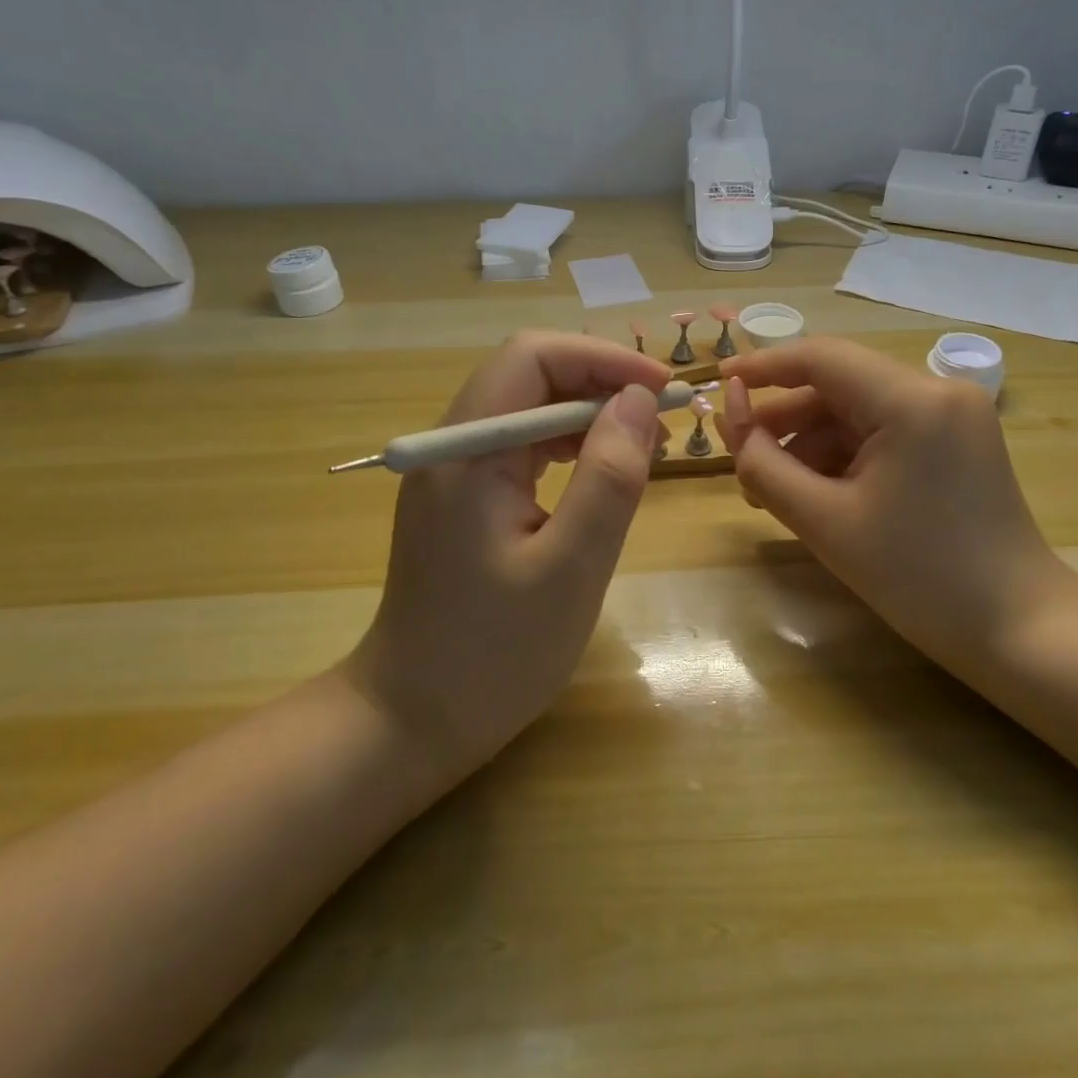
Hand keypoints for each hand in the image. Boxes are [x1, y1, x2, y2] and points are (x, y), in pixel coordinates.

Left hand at [346, 332, 669, 779]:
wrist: (414, 719)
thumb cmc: (494, 654)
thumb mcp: (571, 569)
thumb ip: (609, 478)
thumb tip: (639, 400)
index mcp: (466, 451)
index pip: (532, 357)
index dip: (602, 359)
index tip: (662, 390)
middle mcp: (452, 444)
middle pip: (530, 374)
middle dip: (601, 383)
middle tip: (663, 421)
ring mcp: (455, 469)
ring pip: (529, 407)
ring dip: (588, 413)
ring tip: (643, 446)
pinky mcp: (465, 495)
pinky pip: (522, 445)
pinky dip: (568, 445)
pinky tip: (600, 472)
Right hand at [718, 338, 1072, 685]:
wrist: (1018, 630)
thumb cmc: (918, 578)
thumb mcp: (824, 521)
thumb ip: (763, 462)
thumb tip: (730, 412)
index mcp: (912, 400)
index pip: (821, 357)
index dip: (762, 366)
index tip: (718, 382)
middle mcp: (938, 391)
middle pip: (839, 386)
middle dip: (785, 421)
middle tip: (742, 461)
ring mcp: (953, 415)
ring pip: (858, 411)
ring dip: (811, 444)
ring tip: (773, 492)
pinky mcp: (957, 441)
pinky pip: (884, 432)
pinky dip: (845, 456)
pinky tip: (818, 495)